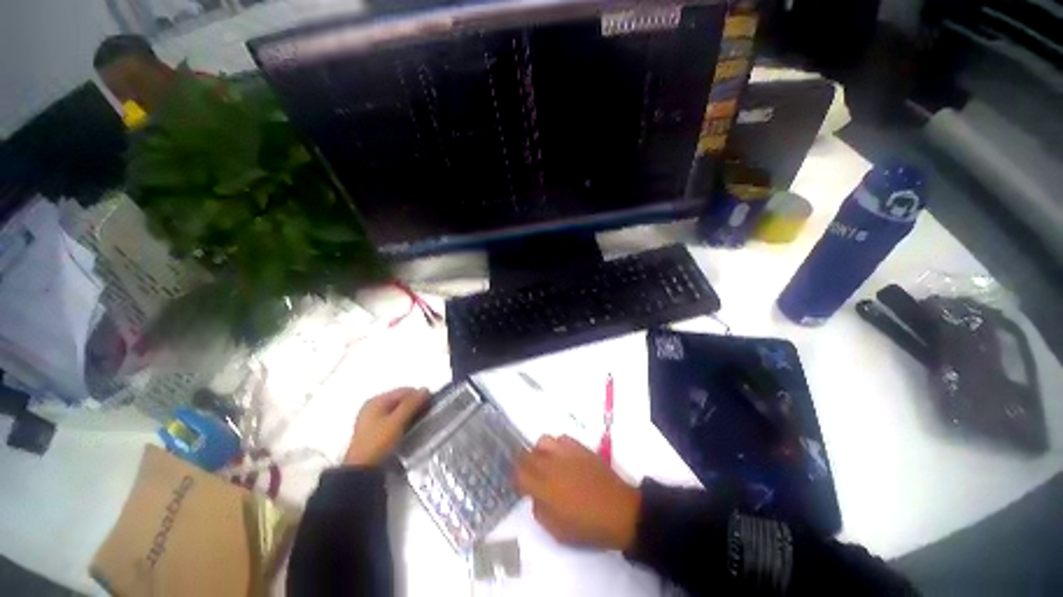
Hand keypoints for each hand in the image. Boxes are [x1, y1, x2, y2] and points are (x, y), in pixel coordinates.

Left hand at [344, 387, 428, 465]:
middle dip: (414, 405)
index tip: (430, 405)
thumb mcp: (398, 421)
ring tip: (417, 424)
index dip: (419, 396)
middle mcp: (372, 407)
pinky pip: (392, 420)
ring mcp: (371, 420)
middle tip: (424, 415)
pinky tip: (406, 430)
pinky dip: (401, 422)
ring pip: (397, 410)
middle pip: (400, 400)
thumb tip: (425, 390)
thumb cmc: (377, 443)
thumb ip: (412, 404)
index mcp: (376, 401)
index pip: (404, 391)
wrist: (361, 471)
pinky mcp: (373, 432)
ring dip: (408, 414)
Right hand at [515, 435, 640, 549]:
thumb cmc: (588, 527)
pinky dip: (557, 445)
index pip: (519, 473)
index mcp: (544, 488)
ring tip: (547, 462)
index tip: (522, 485)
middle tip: (531, 474)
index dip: (517, 478)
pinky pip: (561, 438)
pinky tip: (563, 457)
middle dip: (525, 463)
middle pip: (527, 454)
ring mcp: (566, 452)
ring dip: (540, 451)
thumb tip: (535, 496)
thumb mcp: (558, 532)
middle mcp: (551, 465)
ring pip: (543, 441)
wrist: (620, 511)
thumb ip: (540, 512)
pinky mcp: (580, 447)